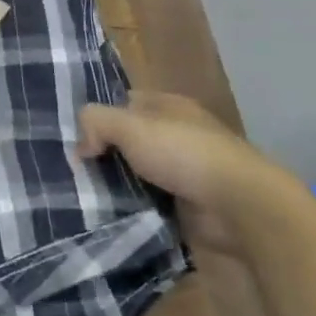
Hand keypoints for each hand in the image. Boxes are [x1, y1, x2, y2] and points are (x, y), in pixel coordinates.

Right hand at [78, 92, 300, 253]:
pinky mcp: (190, 204)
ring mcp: (186, 170)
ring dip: (118, 184)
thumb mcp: (129, 126)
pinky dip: (135, 207)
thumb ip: (95, 122)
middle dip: (106, 153)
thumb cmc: (184, 153)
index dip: (101, 116)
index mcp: (169, 106)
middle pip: (130, 140)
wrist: (240, 206)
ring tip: (86, 195)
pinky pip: (151, 202)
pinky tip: (112, 213)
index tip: (76, 136)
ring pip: (138, 173)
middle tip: (76, 169)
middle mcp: (178, 134)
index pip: (125, 102)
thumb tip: (81, 146)